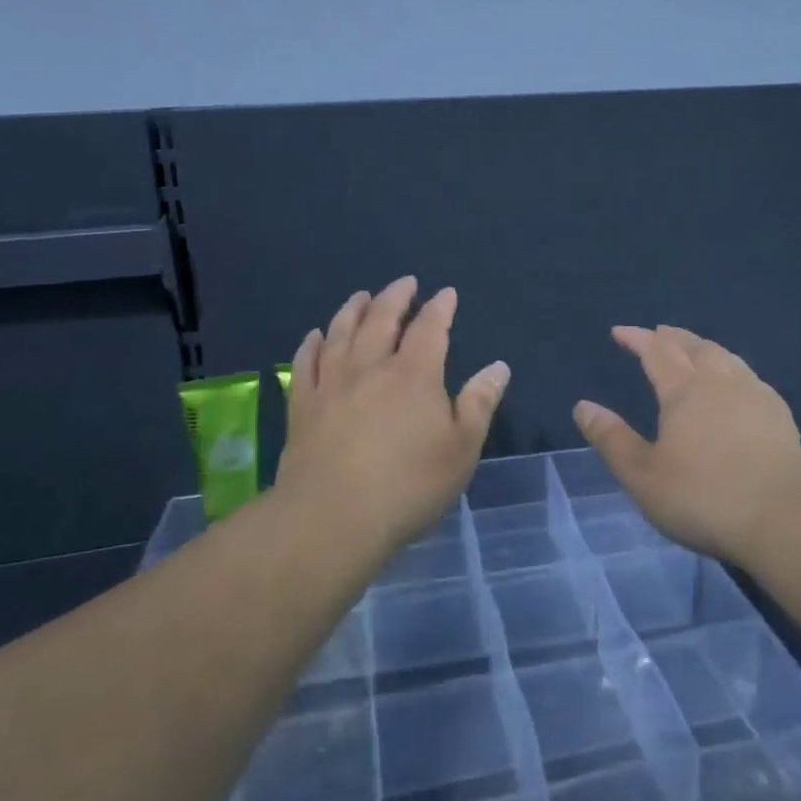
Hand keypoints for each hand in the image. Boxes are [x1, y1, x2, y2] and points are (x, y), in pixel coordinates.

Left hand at [275, 276, 510, 554]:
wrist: (332, 517)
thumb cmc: (409, 485)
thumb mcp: (462, 449)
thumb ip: (480, 403)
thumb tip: (498, 366)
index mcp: (414, 374)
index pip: (430, 328)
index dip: (440, 307)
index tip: (446, 293)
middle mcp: (370, 367)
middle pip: (381, 319)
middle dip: (396, 296)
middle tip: (405, 282)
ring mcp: (332, 383)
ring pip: (341, 332)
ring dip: (354, 309)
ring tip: (361, 296)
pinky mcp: (303, 405)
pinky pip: (305, 362)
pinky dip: (311, 343)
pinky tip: (315, 335)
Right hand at [573, 325, 800, 566]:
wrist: (785, 520)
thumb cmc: (703, 498)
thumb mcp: (643, 476)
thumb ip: (612, 439)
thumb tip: (583, 406)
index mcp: (684, 391)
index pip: (656, 352)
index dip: (637, 338)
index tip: (619, 332)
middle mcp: (720, 382)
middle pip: (694, 346)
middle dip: (672, 337)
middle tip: (658, 333)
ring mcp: (756, 396)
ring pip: (726, 357)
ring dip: (704, 347)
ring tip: (695, 349)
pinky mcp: (780, 416)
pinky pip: (751, 377)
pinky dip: (733, 368)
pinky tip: (738, 383)